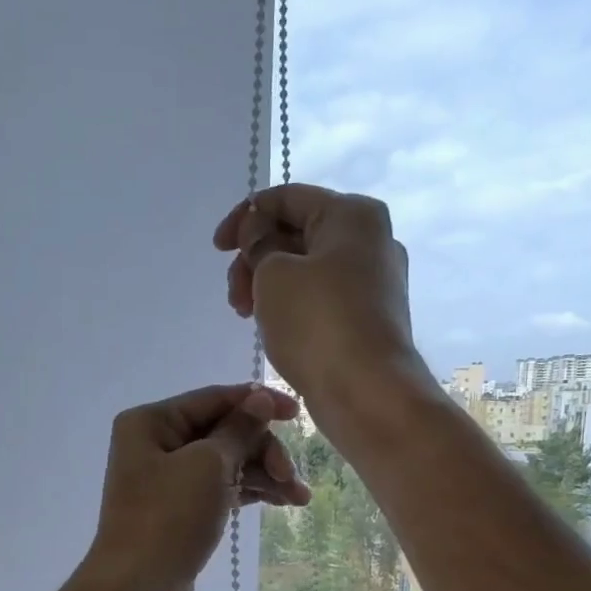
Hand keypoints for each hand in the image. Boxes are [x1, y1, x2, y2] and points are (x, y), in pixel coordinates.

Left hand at [79, 383, 311, 590]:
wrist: (137, 586)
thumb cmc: (168, 517)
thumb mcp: (209, 466)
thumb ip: (238, 429)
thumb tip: (259, 398)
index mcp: (151, 422)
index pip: (213, 399)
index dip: (258, 402)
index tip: (298, 413)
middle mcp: (156, 443)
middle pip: (223, 431)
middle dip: (262, 450)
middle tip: (290, 475)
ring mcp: (167, 478)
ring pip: (227, 462)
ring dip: (264, 474)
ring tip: (299, 498)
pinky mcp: (180, 508)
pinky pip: (221, 487)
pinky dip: (250, 491)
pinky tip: (282, 502)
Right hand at [213, 185, 422, 404]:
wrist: (367, 392)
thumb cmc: (317, 323)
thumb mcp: (273, 274)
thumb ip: (258, 244)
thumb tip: (260, 234)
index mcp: (352, 215)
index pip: (287, 198)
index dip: (244, 217)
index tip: (217, 249)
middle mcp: (370, 240)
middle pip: (297, 234)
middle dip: (255, 259)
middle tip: (234, 296)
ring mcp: (374, 282)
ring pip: (306, 270)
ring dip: (268, 286)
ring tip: (247, 317)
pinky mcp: (368, 318)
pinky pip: (320, 299)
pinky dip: (291, 307)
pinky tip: (273, 329)